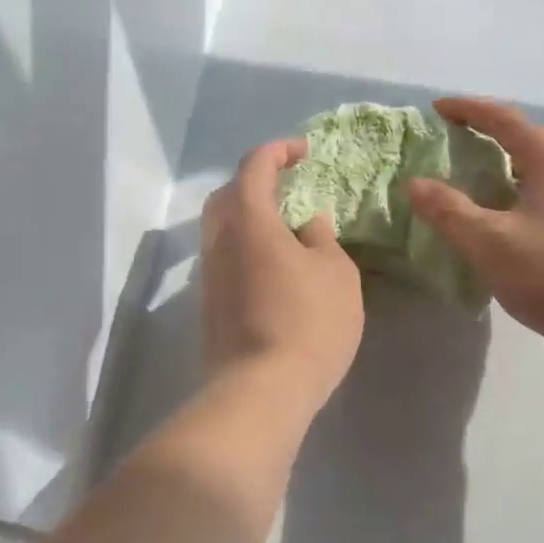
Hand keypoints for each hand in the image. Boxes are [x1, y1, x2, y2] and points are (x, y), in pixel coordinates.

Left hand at [200, 138, 364, 410]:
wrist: (260, 392)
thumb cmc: (307, 323)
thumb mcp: (336, 274)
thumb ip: (321, 238)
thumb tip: (307, 222)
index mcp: (248, 220)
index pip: (254, 166)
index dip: (278, 151)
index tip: (304, 151)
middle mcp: (219, 240)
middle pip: (228, 194)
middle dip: (255, 181)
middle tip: (287, 185)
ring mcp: (208, 274)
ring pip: (221, 228)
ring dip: (249, 216)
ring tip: (284, 227)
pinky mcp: (208, 305)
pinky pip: (224, 257)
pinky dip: (245, 246)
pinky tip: (272, 265)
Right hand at [407, 97, 543, 382]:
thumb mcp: (492, 242)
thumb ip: (449, 211)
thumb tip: (414, 183)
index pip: (505, 119)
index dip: (468, 109)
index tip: (436, 108)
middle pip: (520, 143)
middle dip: (481, 138)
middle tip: (443, 144)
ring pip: (527, 177)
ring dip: (492, 174)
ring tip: (457, 183)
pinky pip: (532, 205)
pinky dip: (504, 204)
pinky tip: (486, 228)